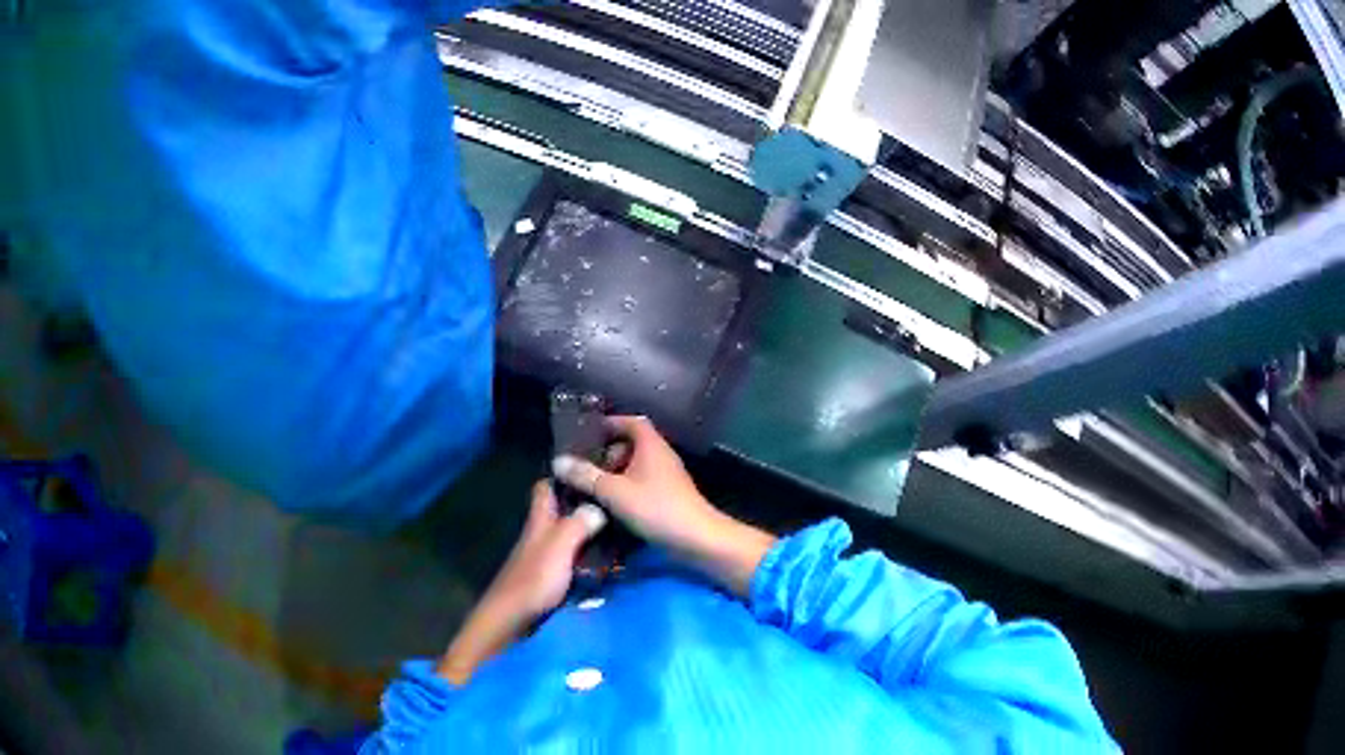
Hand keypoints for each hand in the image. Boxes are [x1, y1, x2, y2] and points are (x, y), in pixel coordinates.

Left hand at [437, 481, 604, 684]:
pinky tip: (612, 562)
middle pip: (561, 512)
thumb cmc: (532, 581)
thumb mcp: (557, 548)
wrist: (511, 622)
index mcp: (539, 522)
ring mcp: (545, 560)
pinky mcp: (552, 581)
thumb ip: (577, 524)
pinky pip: (575, 560)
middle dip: (585, 504)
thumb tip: (599, 504)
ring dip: (591, 533)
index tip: (591, 469)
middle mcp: (541, 536)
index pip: (545, 487)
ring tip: (624, 529)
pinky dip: (590, 558)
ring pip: (570, 536)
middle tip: (618, 501)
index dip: (563, 475)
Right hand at [552, 415, 719, 553]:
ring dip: (615, 474)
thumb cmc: (656, 508)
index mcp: (651, 446)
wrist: (697, 539)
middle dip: (608, 453)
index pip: (631, 422)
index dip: (610, 423)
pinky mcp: (669, 498)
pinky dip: (626, 490)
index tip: (588, 433)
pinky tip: (610, 507)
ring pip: (637, 467)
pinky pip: (643, 485)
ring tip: (592, 488)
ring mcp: (667, 478)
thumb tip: (558, 461)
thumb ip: (585, 476)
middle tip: (586, 466)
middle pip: (632, 445)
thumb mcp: (614, 492)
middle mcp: (661, 456)